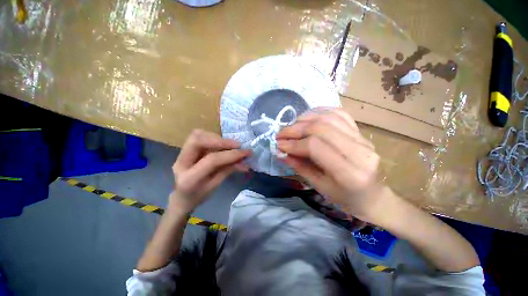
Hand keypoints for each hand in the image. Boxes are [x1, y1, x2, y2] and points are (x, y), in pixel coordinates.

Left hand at [170, 130, 250, 213]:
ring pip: (198, 135)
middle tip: (237, 145)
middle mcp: (181, 162)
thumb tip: (244, 160)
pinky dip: (215, 139)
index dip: (231, 155)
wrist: (181, 197)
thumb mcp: (215, 186)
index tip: (245, 153)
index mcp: (189, 178)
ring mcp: (181, 154)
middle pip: (198, 140)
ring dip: (218, 139)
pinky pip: (201, 137)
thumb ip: (228, 170)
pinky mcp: (186, 149)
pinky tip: (224, 146)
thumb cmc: (199, 196)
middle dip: (221, 140)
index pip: (212, 160)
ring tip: (231, 146)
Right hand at [277, 108, 382, 220]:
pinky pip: (339, 114)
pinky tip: (307, 118)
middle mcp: (359, 151)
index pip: (315, 146)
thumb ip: (299, 167)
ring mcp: (363, 138)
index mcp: (349, 173)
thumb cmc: (346, 198)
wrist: (374, 196)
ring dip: (305, 119)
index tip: (279, 145)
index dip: (294, 143)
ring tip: (291, 126)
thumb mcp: (319, 187)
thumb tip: (281, 152)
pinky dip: (319, 112)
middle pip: (321, 128)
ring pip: (329, 117)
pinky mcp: (361, 132)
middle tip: (280, 134)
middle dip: (295, 129)